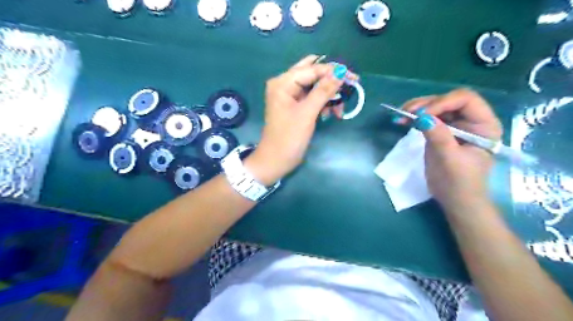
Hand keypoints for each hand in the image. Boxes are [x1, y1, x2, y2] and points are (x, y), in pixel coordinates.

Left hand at [245, 55, 354, 183]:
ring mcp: (289, 96)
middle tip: (349, 87)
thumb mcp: (307, 113)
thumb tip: (340, 72)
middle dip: (331, 83)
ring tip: (338, 111)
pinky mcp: (294, 106)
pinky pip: (311, 98)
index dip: (333, 71)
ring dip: (328, 97)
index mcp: (283, 83)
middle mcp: (284, 85)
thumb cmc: (289, 137)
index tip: (353, 76)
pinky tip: (329, 114)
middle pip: (313, 75)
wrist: (276, 160)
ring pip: (314, 87)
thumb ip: (323, 91)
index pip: (311, 69)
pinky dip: (322, 104)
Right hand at [399, 89, 501, 211]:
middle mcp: (472, 120)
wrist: (455, 199)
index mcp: (484, 125)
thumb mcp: (448, 159)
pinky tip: (404, 120)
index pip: (466, 100)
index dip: (442, 103)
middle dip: (426, 104)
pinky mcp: (443, 131)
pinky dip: (416, 117)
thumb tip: (421, 117)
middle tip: (405, 112)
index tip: (421, 116)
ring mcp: (457, 125)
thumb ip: (438, 136)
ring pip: (437, 107)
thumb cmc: (458, 182)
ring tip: (401, 114)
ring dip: (418, 109)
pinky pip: (430, 118)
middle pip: (449, 100)